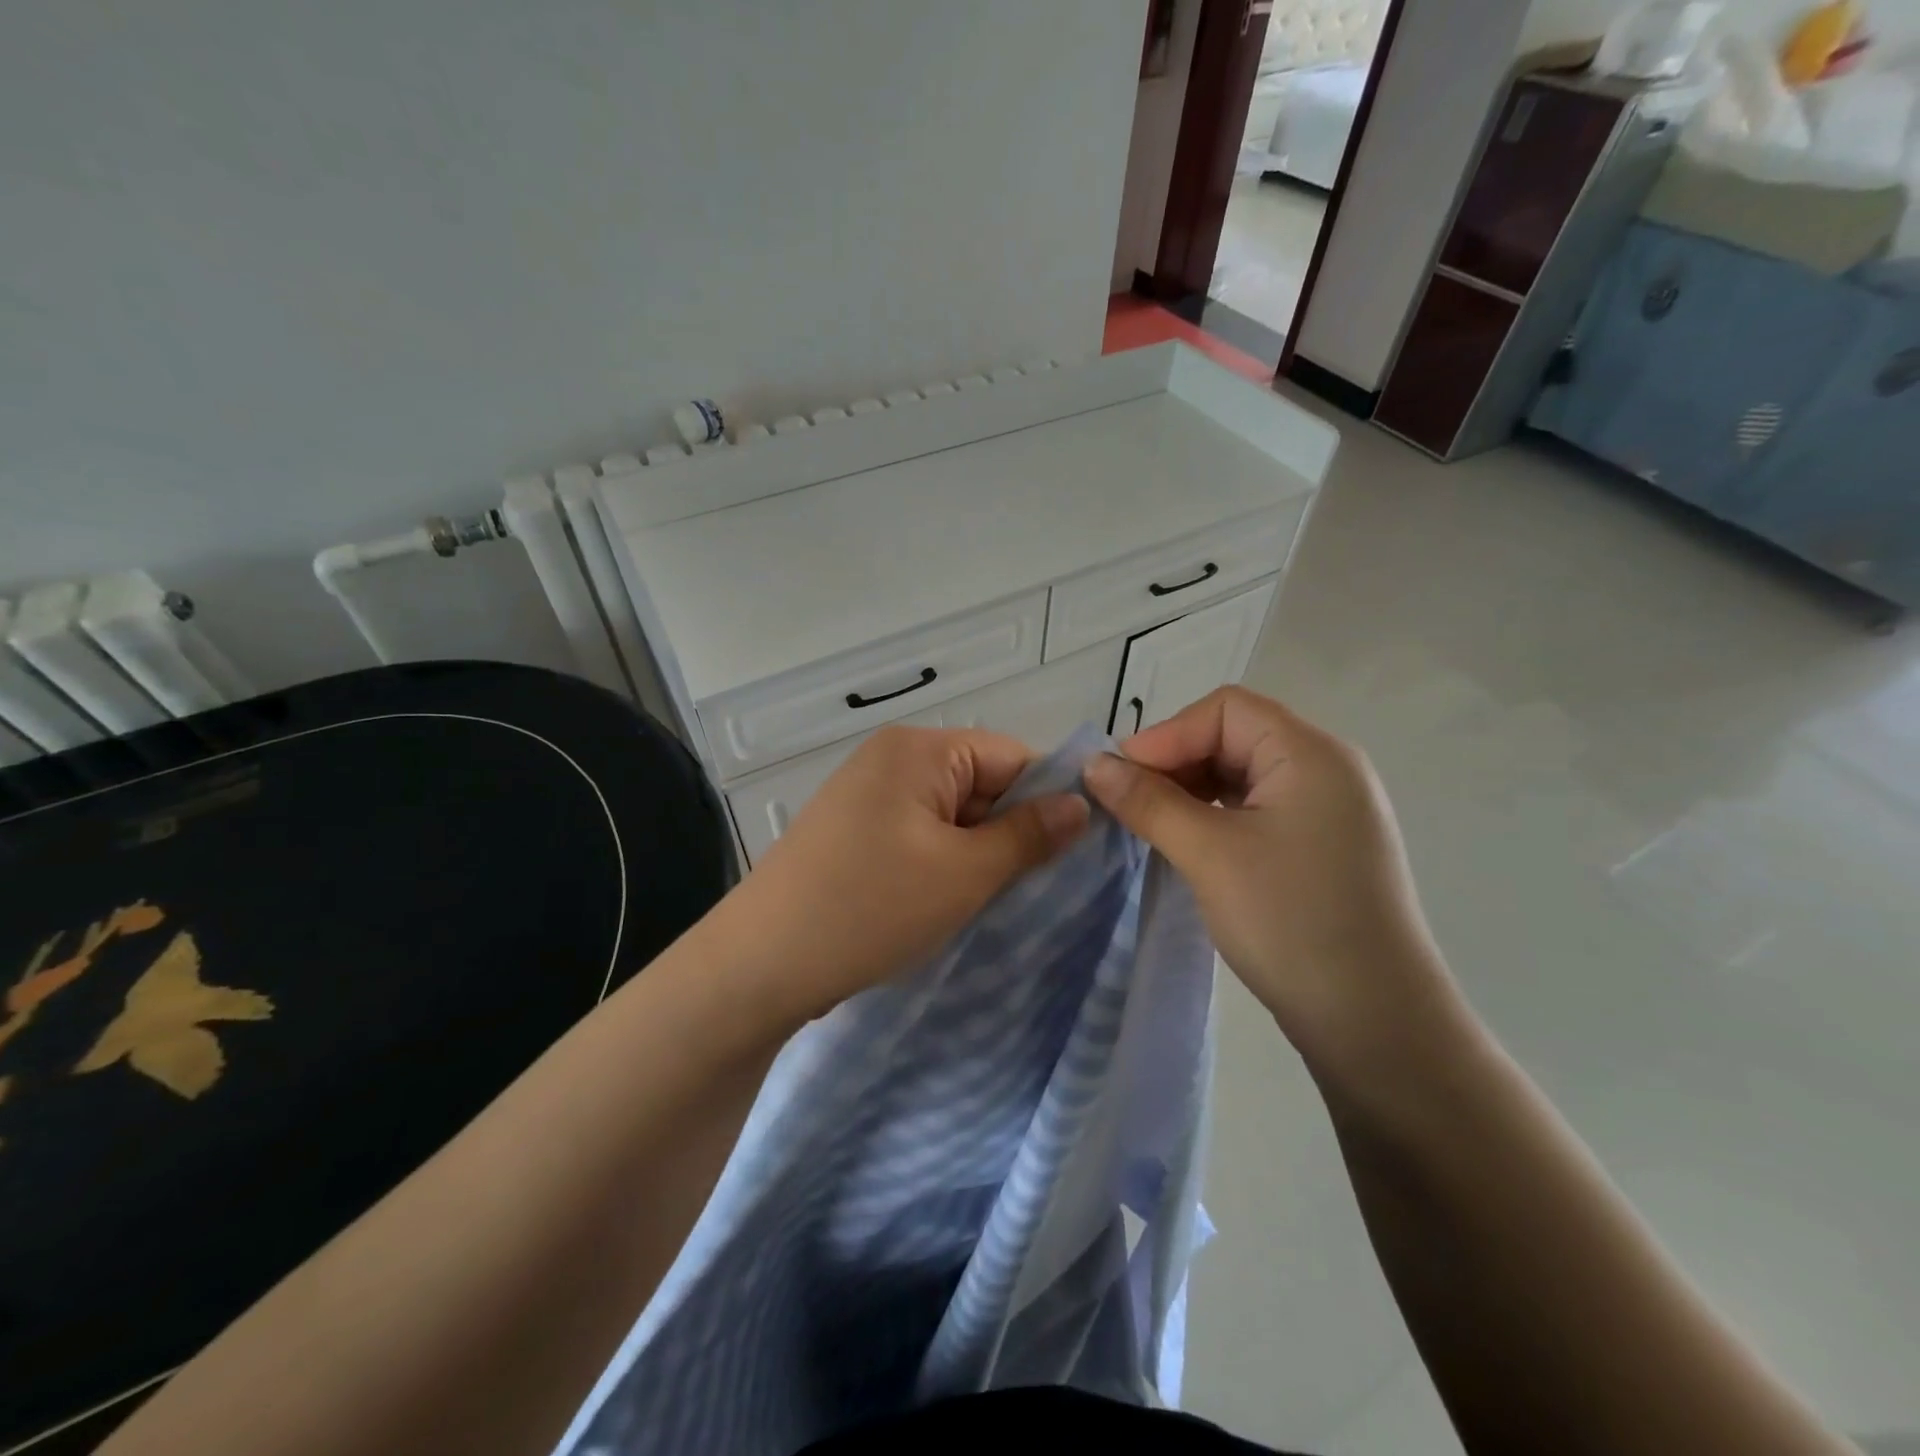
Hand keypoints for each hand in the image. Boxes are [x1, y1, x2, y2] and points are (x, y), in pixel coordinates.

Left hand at [708, 725, 1089, 1029]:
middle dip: (1009, 832)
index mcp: (919, 749)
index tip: (1073, 854)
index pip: (1012, 756)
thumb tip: (1081, 804)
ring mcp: (866, 795)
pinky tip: (944, 903)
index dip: (1048, 800)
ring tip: (987, 901)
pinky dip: (940, 864)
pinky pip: (918, 835)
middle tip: (1032, 889)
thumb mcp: (964, 874)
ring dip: (975, 854)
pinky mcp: (851, 832)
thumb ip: (1029, 835)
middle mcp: (891, 758)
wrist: (758, 965)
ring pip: (951, 815)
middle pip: (981, 783)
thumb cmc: (869, 908)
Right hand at [1082, 686, 1455, 1072]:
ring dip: (1191, 792)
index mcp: (1310, 754)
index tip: (1121, 777)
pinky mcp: (1321, 849)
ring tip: (1151, 825)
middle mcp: (1326, 770)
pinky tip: (1188, 845)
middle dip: (1176, 763)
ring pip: (1243, 776)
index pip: (1226, 710)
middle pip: (1235, 737)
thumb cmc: (1291, 922)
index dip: (1167, 735)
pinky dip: (1216, 818)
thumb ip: (1148, 802)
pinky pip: (1257, 811)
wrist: (1376, 1024)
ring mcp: (1328, 812)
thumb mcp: (1209, 854)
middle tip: (1129, 804)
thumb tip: (1093, 764)